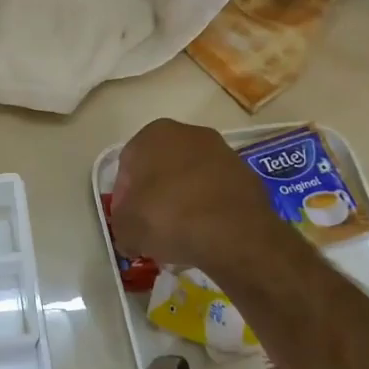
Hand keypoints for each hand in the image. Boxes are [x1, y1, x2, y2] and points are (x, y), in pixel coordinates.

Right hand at [109, 118, 298, 274]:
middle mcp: (189, 133)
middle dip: (154, 195)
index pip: (127, 166)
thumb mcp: (126, 229)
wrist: (235, 235)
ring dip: (182, 201)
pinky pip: (216, 192)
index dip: (124, 197)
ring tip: (180, 234)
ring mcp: (223, 152)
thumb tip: (130, 234)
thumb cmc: (169, 218)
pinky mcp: (248, 175)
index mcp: (153, 134)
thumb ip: (121, 225)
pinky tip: (205, 234)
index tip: (128, 222)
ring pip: (190, 179)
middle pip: (161, 168)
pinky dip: (208, 208)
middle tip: (151, 227)